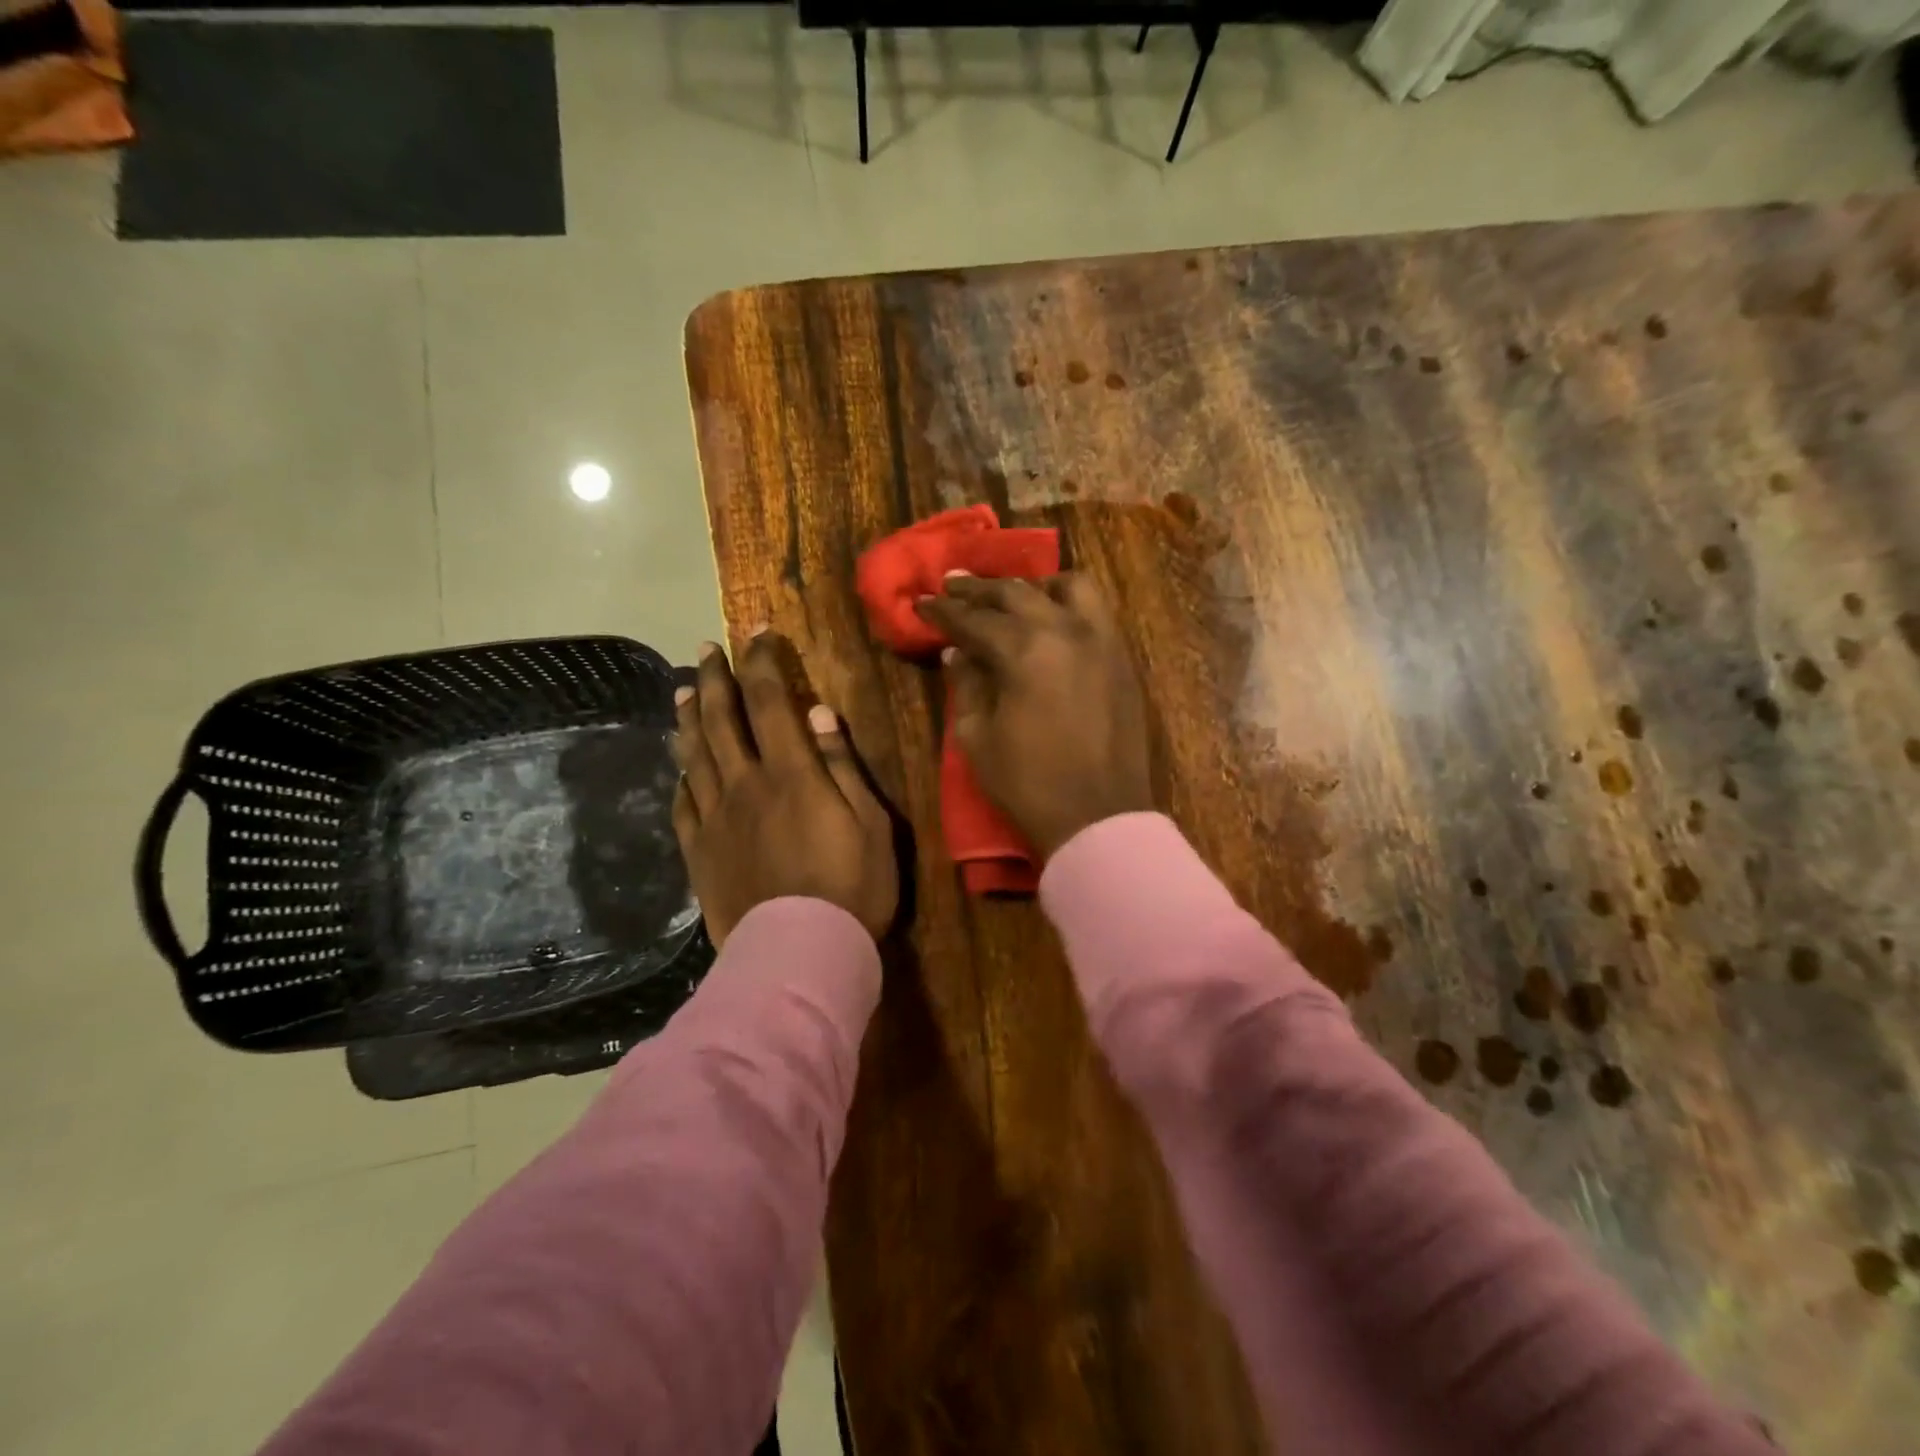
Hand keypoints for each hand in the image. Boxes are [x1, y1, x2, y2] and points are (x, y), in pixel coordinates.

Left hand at [671, 633, 897, 948]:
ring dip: (689, 719)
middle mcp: (745, 785)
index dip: (761, 662)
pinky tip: (682, 768)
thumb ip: (842, 766)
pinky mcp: (700, 852)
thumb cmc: (852, 888)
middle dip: (715, 679)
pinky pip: (684, 804)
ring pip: (695, 756)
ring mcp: (716, 819)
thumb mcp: (871, 823)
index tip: (758, 633)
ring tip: (684, 692)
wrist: (799, 954)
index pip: (769, 700)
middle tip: (706, 650)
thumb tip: (820, 714)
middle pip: (721, 720)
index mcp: (791, 773)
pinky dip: (683, 778)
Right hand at [916, 573, 1153, 857]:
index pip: (973, 619)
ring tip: (1011, 596)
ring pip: (1067, 587)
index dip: (943, 611)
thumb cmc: (1028, 783)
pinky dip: (1068, 603)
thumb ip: (966, 686)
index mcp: (1023, 651)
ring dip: (1032, 586)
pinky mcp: (1122, 658)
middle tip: (953, 585)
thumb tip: (956, 653)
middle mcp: (1065, 630)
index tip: (921, 602)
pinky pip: (1096, 611)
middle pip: (1016, 593)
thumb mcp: (978, 738)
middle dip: (979, 589)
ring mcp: (1101, 640)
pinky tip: (1051, 616)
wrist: (1098, 816)